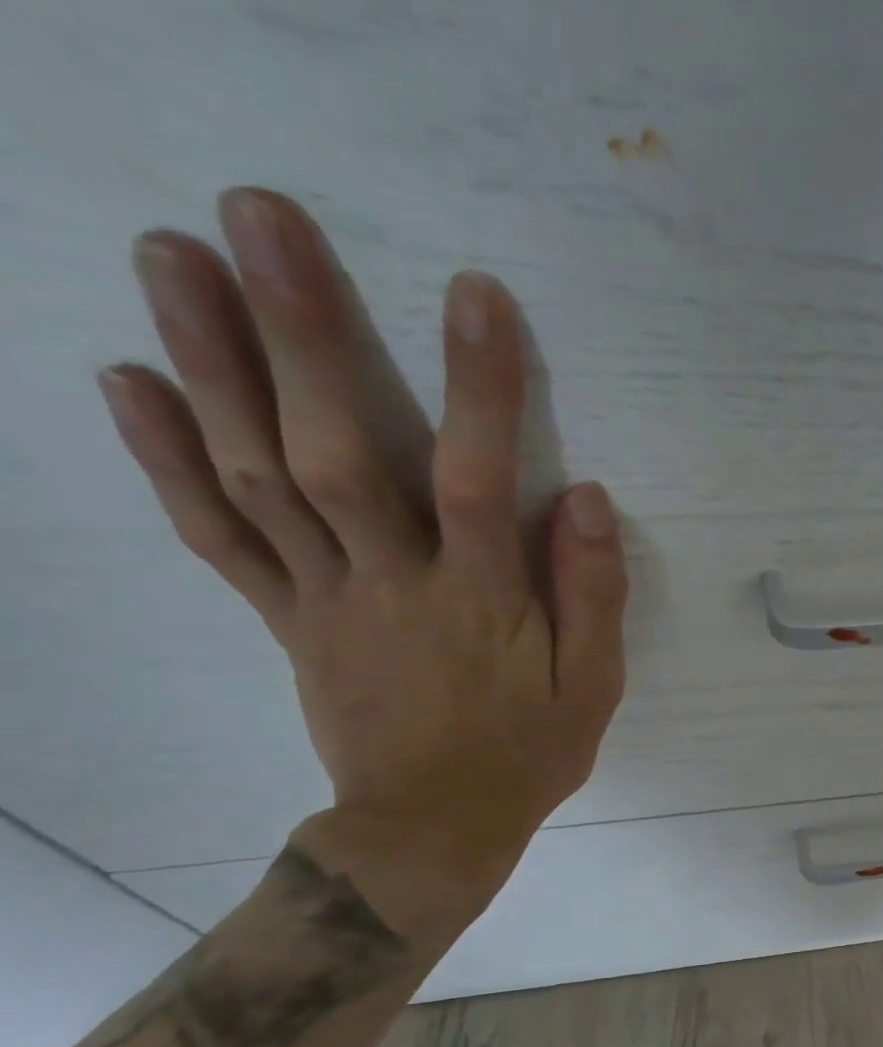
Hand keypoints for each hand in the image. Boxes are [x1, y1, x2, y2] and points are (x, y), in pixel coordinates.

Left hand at [96, 188, 626, 900]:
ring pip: (258, 476)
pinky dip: (165, 460)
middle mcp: (393, 583)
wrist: (432, 826)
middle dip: (299, 335)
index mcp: (482, 602)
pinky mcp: (287, 618)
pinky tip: (123, 380)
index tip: (473, 296)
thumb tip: (588, 499)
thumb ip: (592, 595)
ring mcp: (325, 597)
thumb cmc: (528, 752)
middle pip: (337, 453)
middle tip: (256, 219)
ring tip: (167, 256)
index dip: (479, 389)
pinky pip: (219, 536)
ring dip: (209, 365)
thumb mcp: (593, 686)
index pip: (481, 481)